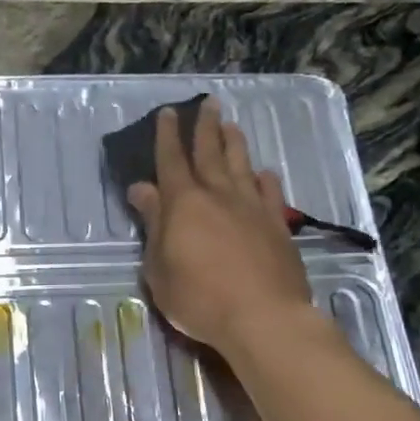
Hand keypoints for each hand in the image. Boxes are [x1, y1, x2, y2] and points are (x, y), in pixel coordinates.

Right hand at [126, 100, 311, 355]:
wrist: (263, 317)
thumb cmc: (199, 299)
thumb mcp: (159, 269)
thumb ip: (153, 225)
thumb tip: (142, 189)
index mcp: (183, 204)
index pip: (171, 161)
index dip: (167, 136)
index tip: (167, 113)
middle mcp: (218, 195)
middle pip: (210, 153)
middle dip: (205, 127)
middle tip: (207, 103)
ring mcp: (252, 208)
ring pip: (241, 165)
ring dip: (234, 144)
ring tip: (231, 126)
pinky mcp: (277, 225)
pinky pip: (270, 192)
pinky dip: (264, 178)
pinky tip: (263, 172)